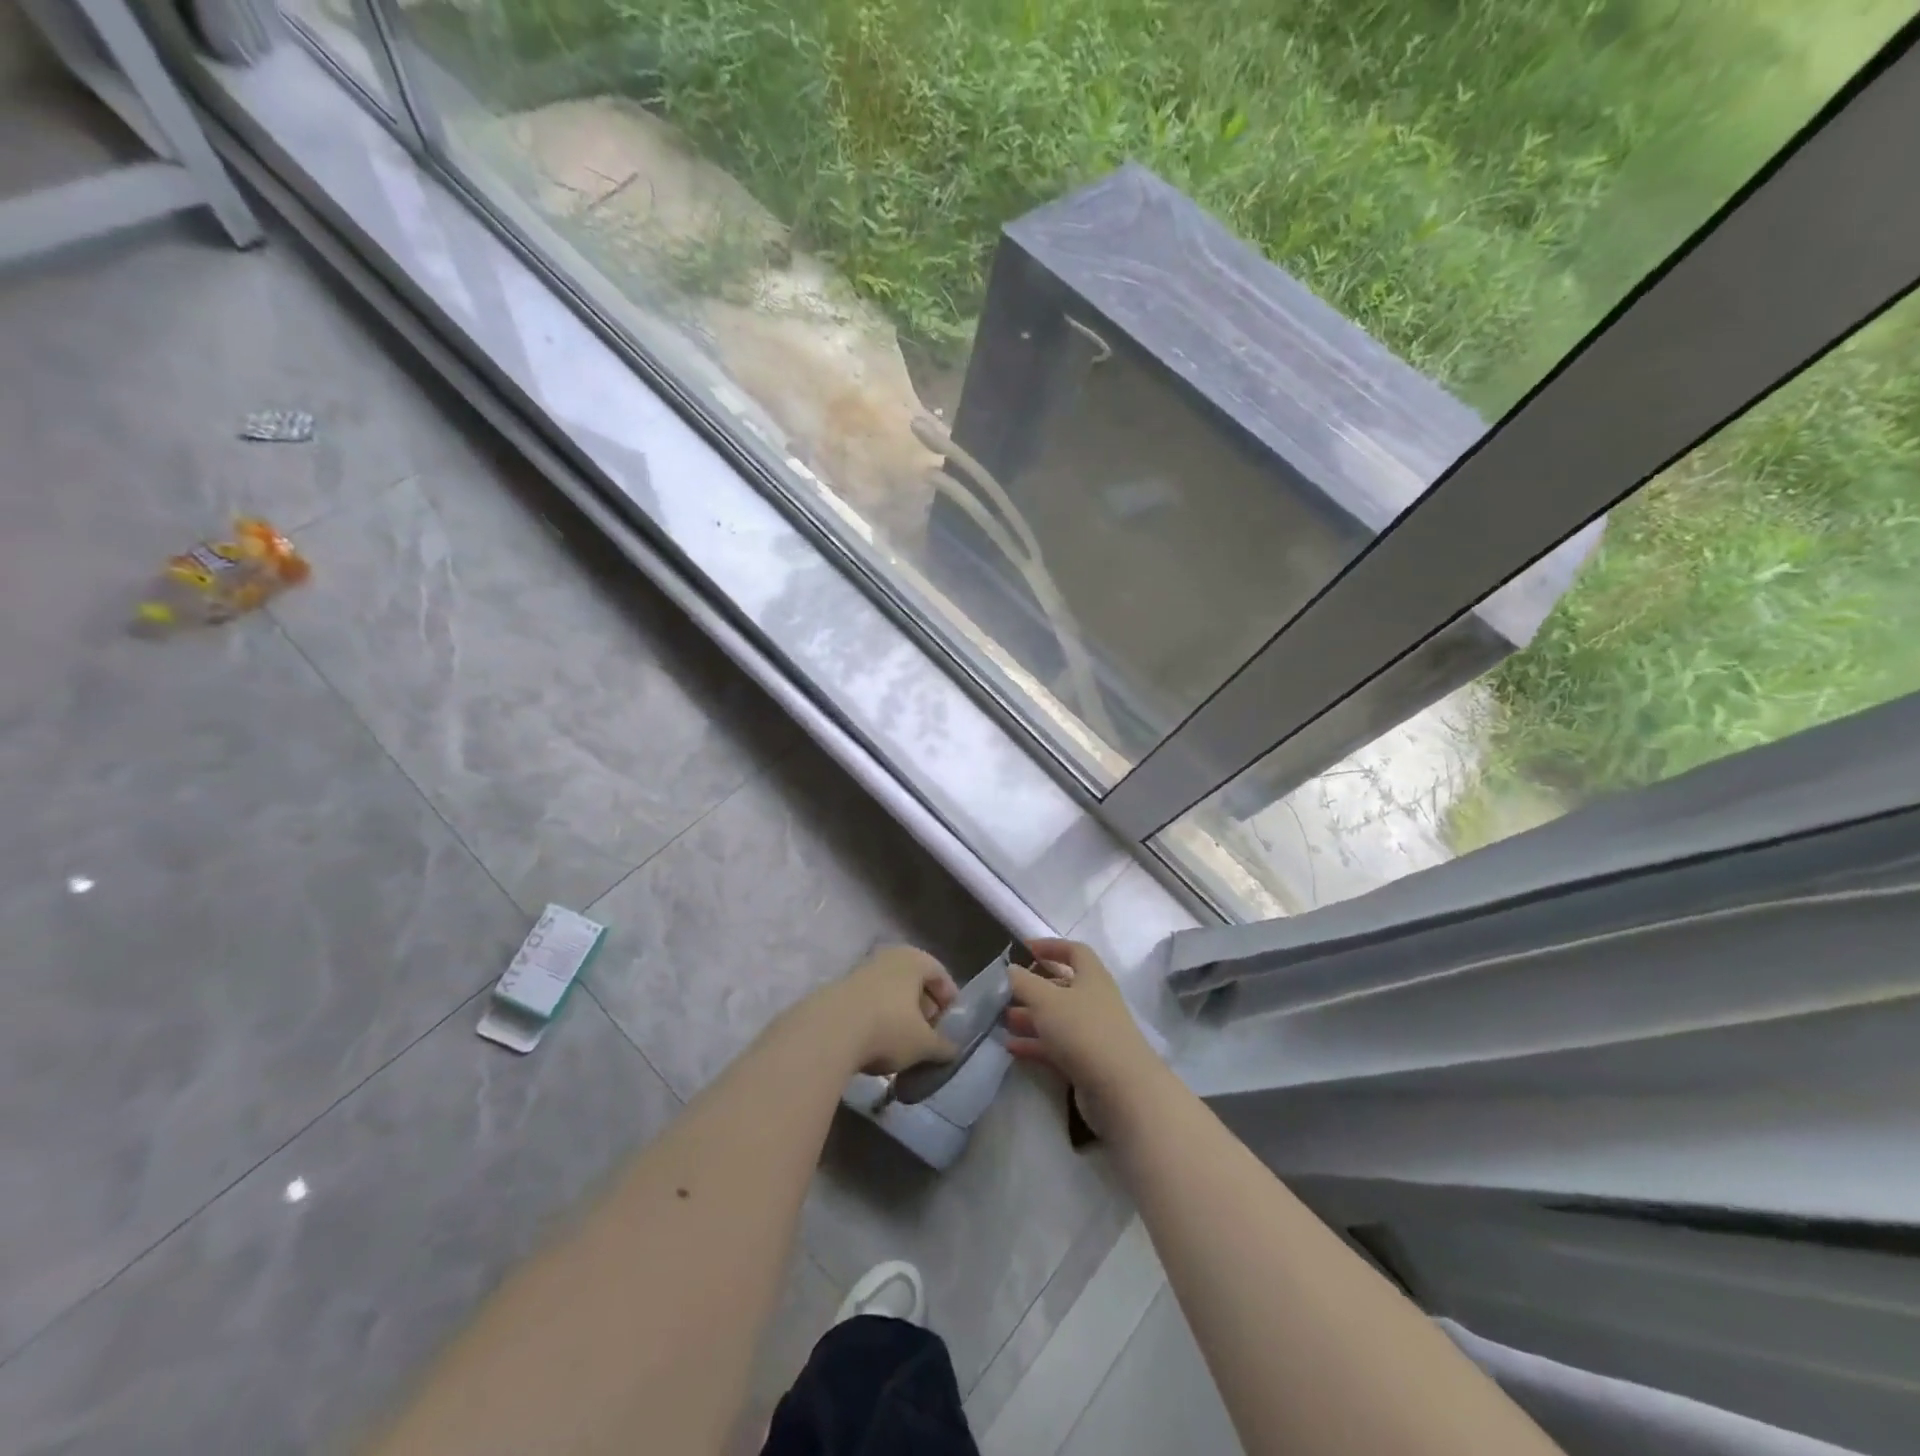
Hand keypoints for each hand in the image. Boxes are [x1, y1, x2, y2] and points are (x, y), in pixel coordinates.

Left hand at [831, 945, 959, 1074]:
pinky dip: (877, 1017)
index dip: (949, 999)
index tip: (951, 1024)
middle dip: (924, 1006)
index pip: (940, 974)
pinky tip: (875, 1041)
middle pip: (914, 980)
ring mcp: (861, 970)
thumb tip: (953, 1051)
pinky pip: (868, 1001)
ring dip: (899, 1013)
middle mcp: (889, 957)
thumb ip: (943, 1046)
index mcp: (914, 959)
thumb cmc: (888, 1029)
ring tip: (902, 1042)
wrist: (827, 1032)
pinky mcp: (839, 988)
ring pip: (890, 990)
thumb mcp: (923, 1044)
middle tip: (929, 1033)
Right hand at [1004, 938, 1163, 1137]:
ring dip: (1031, 1017)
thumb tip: (1011, 969)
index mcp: (1092, 977)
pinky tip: (1011, 1047)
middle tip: (1007, 991)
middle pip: (1064, 986)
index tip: (1025, 949)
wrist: (1121, 1090)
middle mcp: (1095, 1001)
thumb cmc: (1083, 1031)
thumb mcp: (1046, 1000)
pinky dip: (1036, 1044)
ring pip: (1058, 1018)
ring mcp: (1093, 1033)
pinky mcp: (1088, 1062)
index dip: (1051, 947)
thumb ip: (1025, 982)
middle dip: (1035, 987)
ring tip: (1003, 1020)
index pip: (1074, 952)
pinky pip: (1057, 1047)